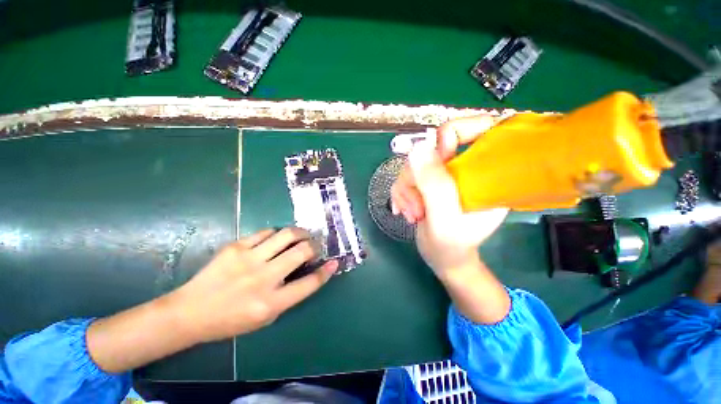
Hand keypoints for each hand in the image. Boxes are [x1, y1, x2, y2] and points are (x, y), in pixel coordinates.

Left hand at [170, 228, 337, 342]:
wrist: (190, 312)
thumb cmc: (231, 320)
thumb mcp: (266, 317)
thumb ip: (289, 294)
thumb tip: (307, 271)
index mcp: (270, 303)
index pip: (308, 284)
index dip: (325, 272)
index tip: (334, 262)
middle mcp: (262, 279)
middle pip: (302, 252)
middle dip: (315, 246)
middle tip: (315, 246)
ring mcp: (248, 259)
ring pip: (286, 234)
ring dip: (301, 233)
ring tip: (302, 235)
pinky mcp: (236, 246)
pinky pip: (266, 232)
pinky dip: (277, 234)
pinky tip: (276, 238)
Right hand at [391, 116, 506, 277]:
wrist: (442, 258)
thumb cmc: (452, 245)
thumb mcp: (444, 217)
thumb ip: (434, 184)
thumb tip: (418, 147)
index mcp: (485, 173)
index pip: (479, 129)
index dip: (455, 132)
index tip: (437, 156)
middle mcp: (463, 169)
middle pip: (432, 150)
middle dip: (417, 179)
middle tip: (417, 206)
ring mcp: (443, 176)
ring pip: (414, 165)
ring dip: (406, 191)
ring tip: (412, 214)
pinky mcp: (427, 183)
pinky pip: (406, 177)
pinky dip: (401, 195)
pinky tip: (404, 211)